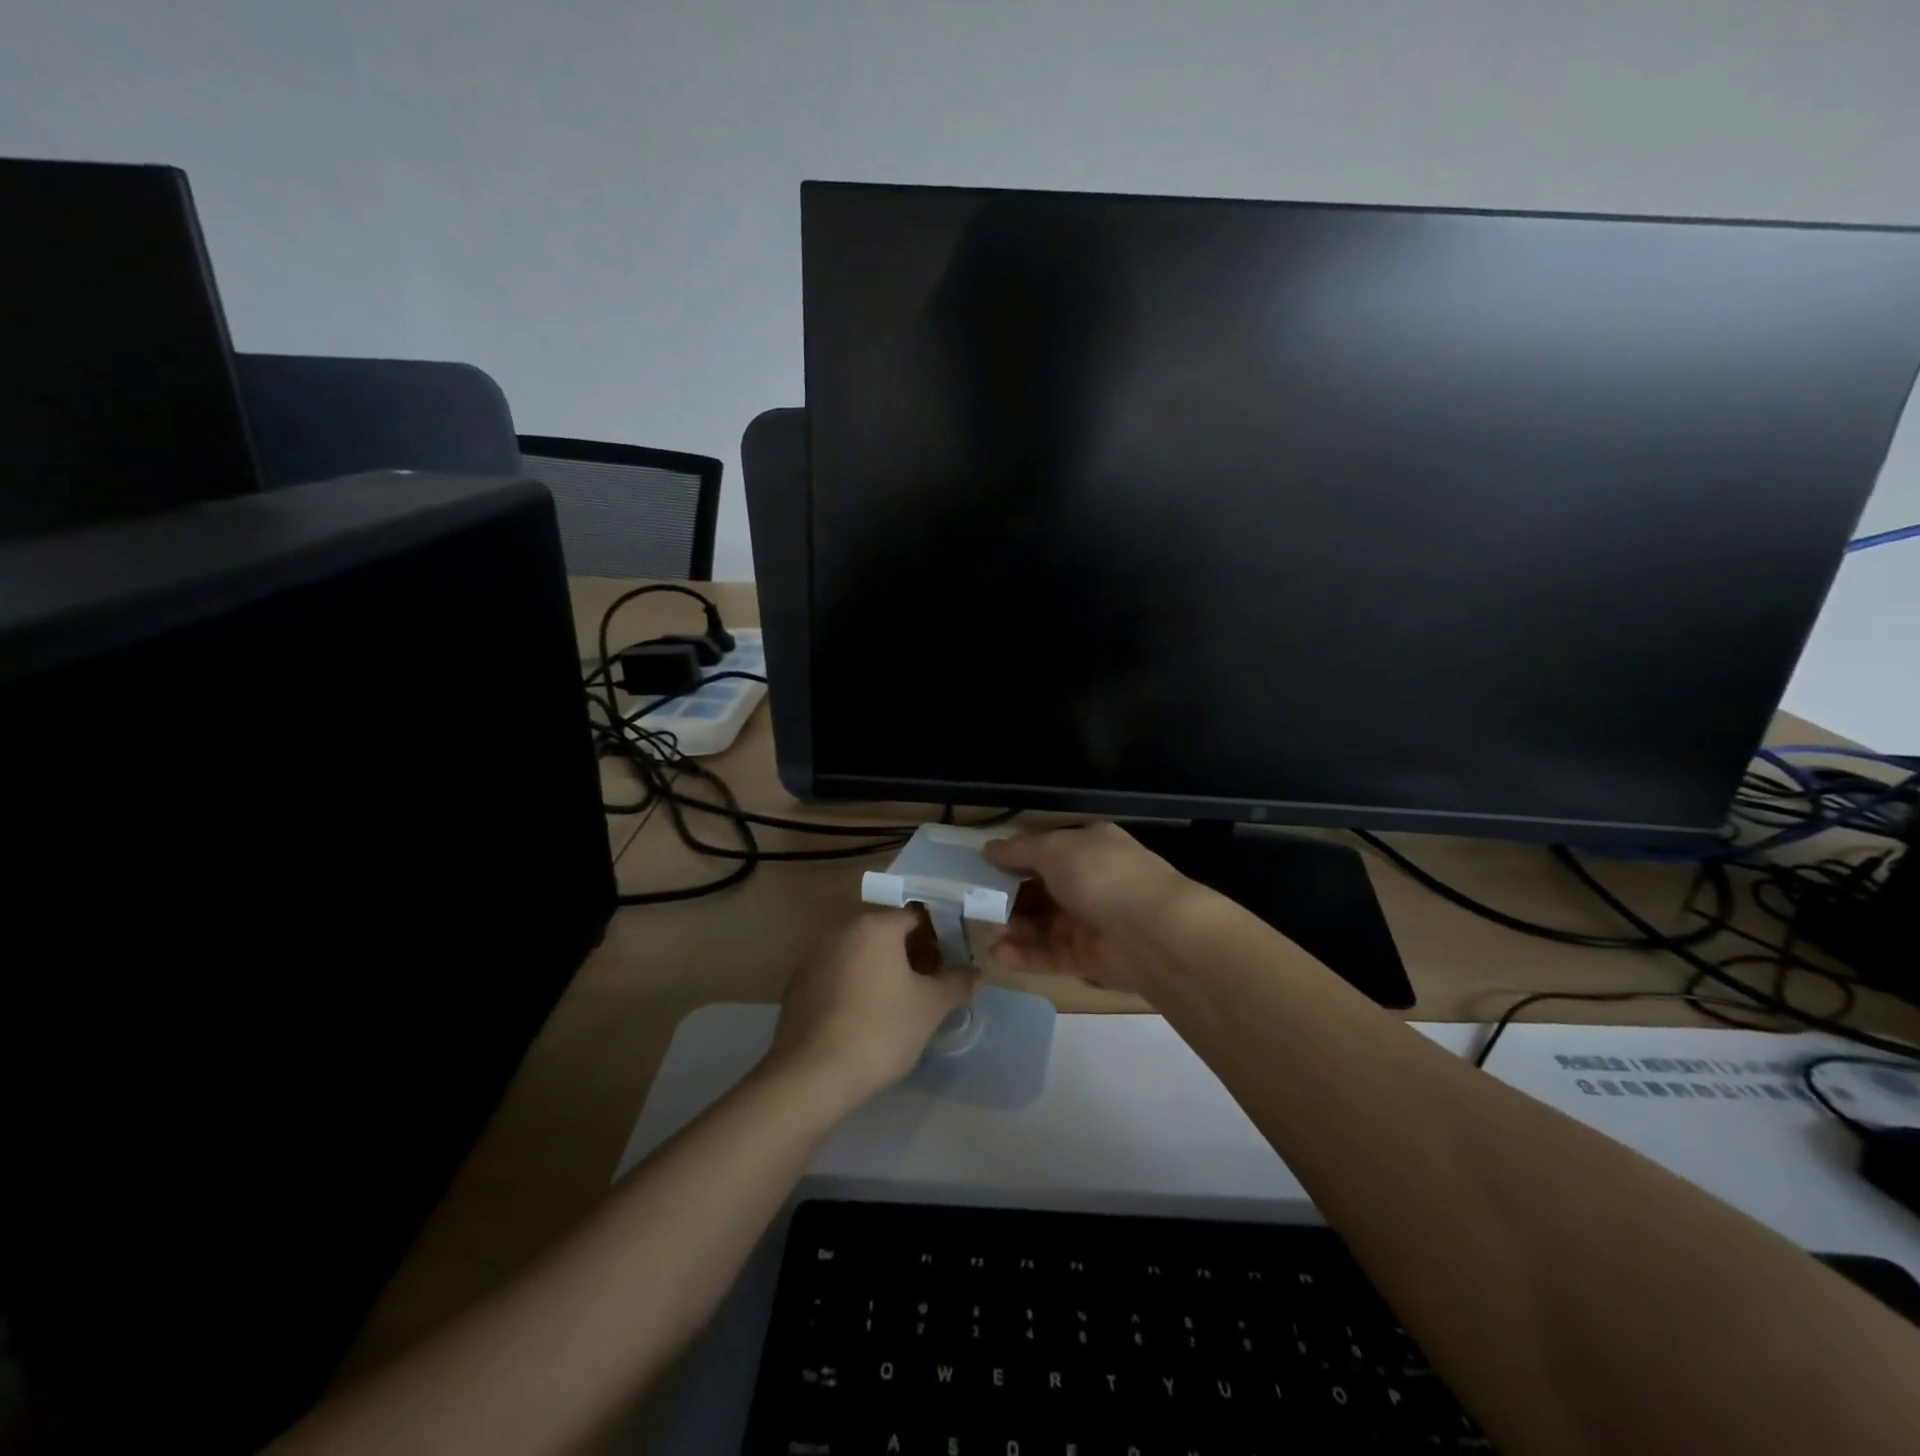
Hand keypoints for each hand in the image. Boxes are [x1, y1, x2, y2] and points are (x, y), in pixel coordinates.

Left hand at [764, 909, 978, 1111]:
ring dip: (883, 970)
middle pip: (886, 933)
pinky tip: (867, 1019)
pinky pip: (838, 975)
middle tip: (931, 985)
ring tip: (901, 1005)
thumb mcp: (931, 1007)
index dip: (939, 937)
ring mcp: (814, 958)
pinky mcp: (798, 986)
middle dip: (912, 954)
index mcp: (875, 926)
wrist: (812, 1075)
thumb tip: (974, 974)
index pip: (916, 917)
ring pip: (860, 954)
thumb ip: (957, 984)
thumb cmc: (881, 1030)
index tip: (951, 964)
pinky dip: (857, 986)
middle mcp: (842, 931)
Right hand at [983, 823, 1200, 994]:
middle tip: (978, 903)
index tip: (981, 867)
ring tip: (989, 929)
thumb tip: (988, 848)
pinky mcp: (1089, 957)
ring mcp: (1091, 919)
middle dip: (1010, 896)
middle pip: (1041, 889)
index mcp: (1088, 846)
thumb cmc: (1101, 876)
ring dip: (1015, 926)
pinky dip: (1026, 954)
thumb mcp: (1055, 849)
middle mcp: (1090, 880)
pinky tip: (999, 953)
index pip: (1045, 849)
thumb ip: (1018, 851)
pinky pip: (1051, 953)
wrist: (1153, 932)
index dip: (1014, 857)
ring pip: (1043, 923)